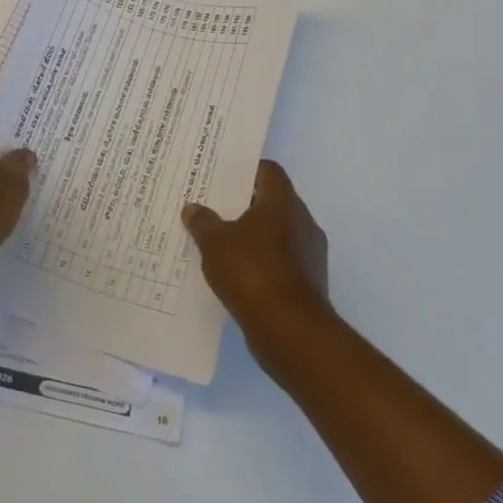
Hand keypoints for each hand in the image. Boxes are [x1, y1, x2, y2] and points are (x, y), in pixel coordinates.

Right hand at [183, 160, 331, 359]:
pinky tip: (235, 273)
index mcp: (283, 202)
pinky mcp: (308, 282)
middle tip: (212, 208)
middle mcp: (302, 222)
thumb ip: (203, 222)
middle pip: (271, 202)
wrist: (291, 332)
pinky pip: (280, 261)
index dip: (244, 170)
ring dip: (252, 236)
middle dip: (243, 205)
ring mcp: (309, 254)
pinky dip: (260, 263)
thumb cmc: (253, 273)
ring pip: (276, 233)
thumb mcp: (215, 243)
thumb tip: (193, 208)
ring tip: (219, 242)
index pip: (268, 171)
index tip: (220, 177)